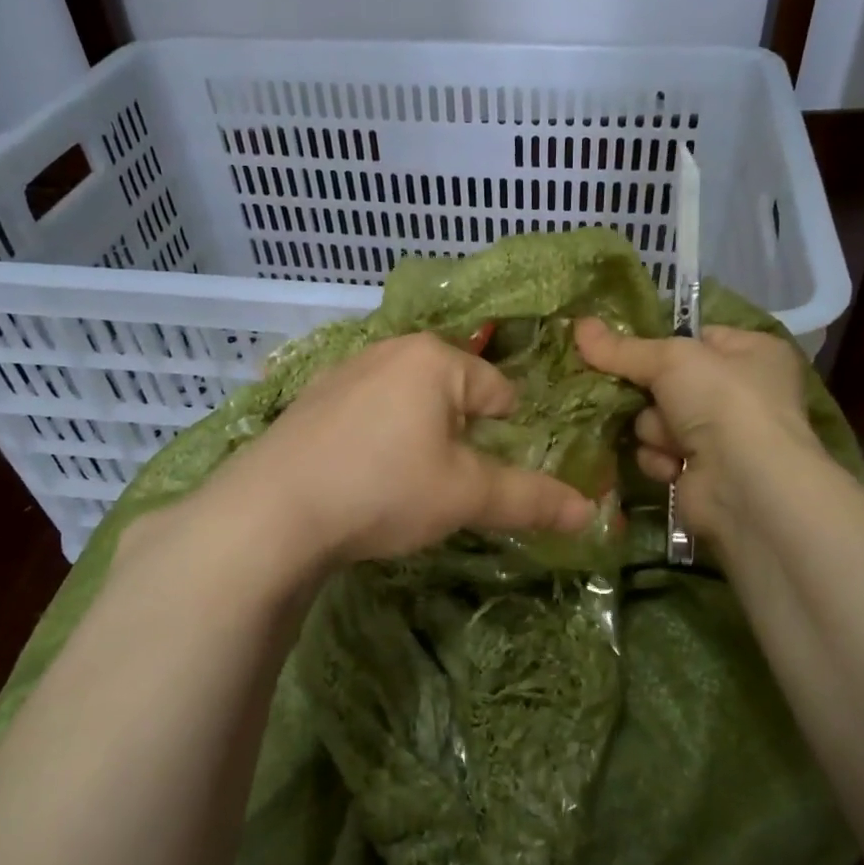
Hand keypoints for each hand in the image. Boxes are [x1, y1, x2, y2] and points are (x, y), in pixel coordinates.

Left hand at [217, 332, 594, 565]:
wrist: (271, 512)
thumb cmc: (384, 489)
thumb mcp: (465, 496)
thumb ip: (531, 499)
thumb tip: (592, 514)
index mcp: (436, 359)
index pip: (501, 391)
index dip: (506, 437)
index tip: (487, 477)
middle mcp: (390, 350)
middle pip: (454, 393)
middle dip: (460, 437)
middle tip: (445, 485)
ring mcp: (344, 371)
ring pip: (408, 402)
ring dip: (418, 438)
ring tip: (402, 485)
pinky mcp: (311, 400)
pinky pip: (367, 413)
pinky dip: (377, 440)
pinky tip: (359, 477)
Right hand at [574, 318, 820, 540]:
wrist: (745, 484)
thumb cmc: (722, 402)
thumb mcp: (670, 359)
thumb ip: (622, 348)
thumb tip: (579, 324)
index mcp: (753, 353)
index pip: (695, 339)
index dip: (660, 343)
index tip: (618, 347)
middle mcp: (743, 392)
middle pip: (669, 382)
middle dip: (649, 393)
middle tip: (629, 392)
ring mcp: (724, 435)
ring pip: (658, 420)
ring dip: (655, 429)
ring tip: (670, 438)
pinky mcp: (703, 472)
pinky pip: (661, 454)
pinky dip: (660, 458)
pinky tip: (673, 466)